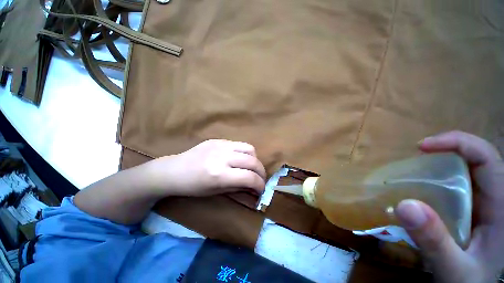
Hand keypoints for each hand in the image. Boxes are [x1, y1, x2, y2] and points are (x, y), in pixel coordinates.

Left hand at [151, 140, 266, 196]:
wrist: (174, 170)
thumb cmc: (193, 186)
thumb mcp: (216, 191)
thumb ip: (238, 187)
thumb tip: (254, 187)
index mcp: (219, 175)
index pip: (249, 178)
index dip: (260, 185)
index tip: (261, 189)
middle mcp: (223, 157)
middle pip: (253, 161)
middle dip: (261, 172)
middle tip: (259, 178)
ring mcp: (221, 145)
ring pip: (250, 149)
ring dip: (255, 160)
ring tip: (251, 167)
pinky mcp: (219, 140)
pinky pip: (239, 144)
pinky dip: (245, 153)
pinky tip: (239, 158)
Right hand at [395, 131, 503, 282]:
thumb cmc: (470, 281)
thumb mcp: (454, 269)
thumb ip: (435, 241)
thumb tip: (404, 205)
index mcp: (500, 206)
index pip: (486, 157)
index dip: (457, 143)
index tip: (422, 147)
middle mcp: (493, 198)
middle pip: (474, 160)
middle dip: (445, 152)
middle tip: (414, 159)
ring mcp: (481, 204)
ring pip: (464, 172)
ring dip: (438, 166)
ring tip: (413, 173)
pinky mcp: (469, 210)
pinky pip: (455, 186)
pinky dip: (436, 181)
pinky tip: (420, 190)